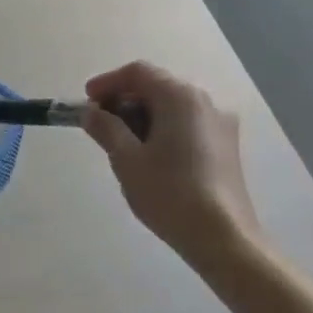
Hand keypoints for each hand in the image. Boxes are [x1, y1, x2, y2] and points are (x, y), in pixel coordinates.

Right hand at [81, 62, 261, 268]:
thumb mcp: (126, 159)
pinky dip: (162, 128)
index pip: (138, 73)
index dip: (107, 83)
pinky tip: (149, 156)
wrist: (224, 239)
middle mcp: (205, 102)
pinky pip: (187, 124)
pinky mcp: (226, 147)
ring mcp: (221, 124)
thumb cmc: (169, 193)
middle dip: (124, 100)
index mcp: (180, 97)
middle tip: (99, 124)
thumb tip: (90, 112)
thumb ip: (105, 128)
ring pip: (172, 106)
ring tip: (121, 144)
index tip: (86, 103)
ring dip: (142, 116)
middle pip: (157, 86)